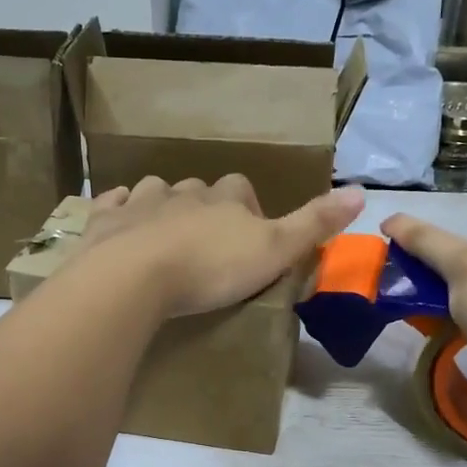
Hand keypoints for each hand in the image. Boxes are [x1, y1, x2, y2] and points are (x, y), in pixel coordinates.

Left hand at [79, 176, 365, 317]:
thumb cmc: (211, 267)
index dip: (247, 207)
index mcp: (223, 197)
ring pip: (154, 192)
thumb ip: (314, 224)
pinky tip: (118, 222)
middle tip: (207, 242)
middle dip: (204, 207)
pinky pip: (111, 205)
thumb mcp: (275, 251)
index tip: (249, 233)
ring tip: (164, 235)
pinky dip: (117, 210)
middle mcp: (182, 191)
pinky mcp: (105, 222)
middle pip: (198, 189)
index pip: (241, 189)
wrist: (134, 278)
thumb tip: (361, 192)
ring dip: (161, 206)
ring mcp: (139, 203)